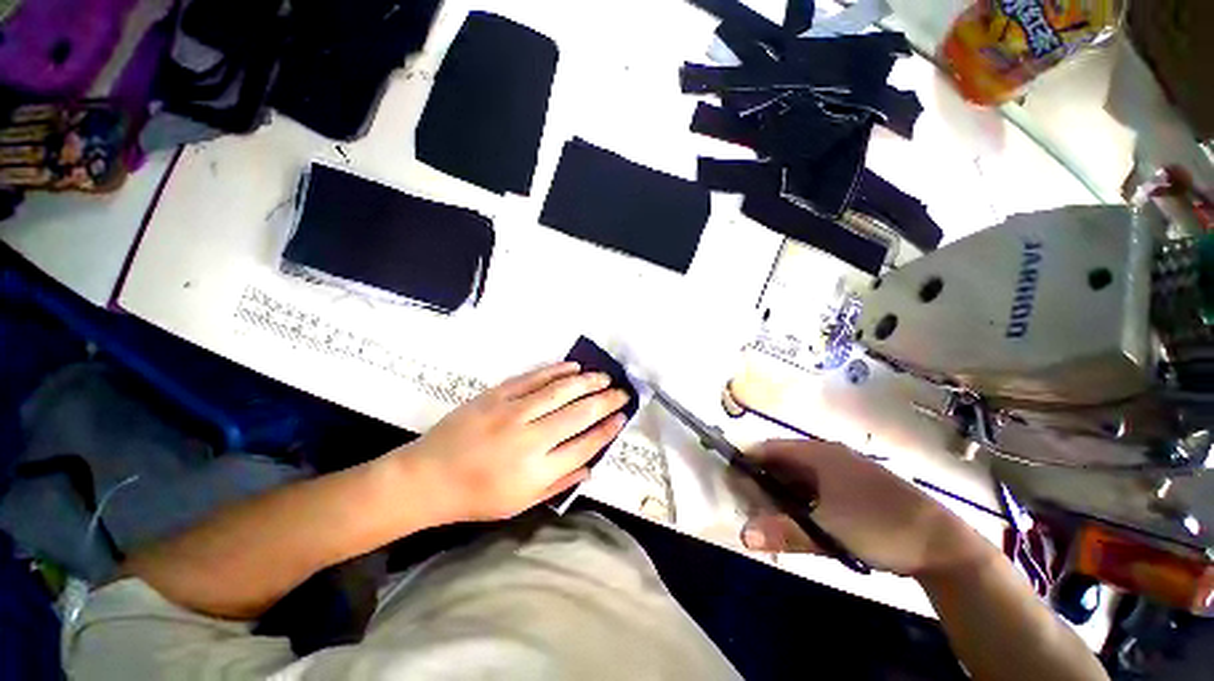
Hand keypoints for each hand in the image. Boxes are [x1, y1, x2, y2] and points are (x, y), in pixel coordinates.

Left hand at [393, 362, 629, 523]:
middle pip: (579, 414)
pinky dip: (556, 370)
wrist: (428, 477)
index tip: (622, 417)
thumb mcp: (521, 503)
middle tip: (623, 392)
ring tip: (605, 377)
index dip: (608, 429)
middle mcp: (530, 439)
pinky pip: (533, 378)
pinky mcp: (497, 395)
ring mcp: (513, 412)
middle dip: (606, 401)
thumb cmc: (477, 496)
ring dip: (587, 382)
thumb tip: (592, 464)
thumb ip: (560, 482)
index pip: (585, 445)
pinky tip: (573, 367)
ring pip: (560, 391)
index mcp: (537, 471)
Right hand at [739, 440, 980, 576]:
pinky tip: (803, 516)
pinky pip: (819, 485)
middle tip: (749, 502)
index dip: (748, 460)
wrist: (942, 544)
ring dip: (784, 490)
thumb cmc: (879, 527)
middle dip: (764, 479)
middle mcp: (830, 455)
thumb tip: (742, 535)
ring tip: (771, 512)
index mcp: (819, 454)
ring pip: (802, 474)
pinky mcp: (859, 486)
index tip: (732, 479)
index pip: (770, 448)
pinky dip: (804, 497)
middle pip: (784, 461)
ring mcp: (847, 469)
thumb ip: (784, 531)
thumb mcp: (828, 532)